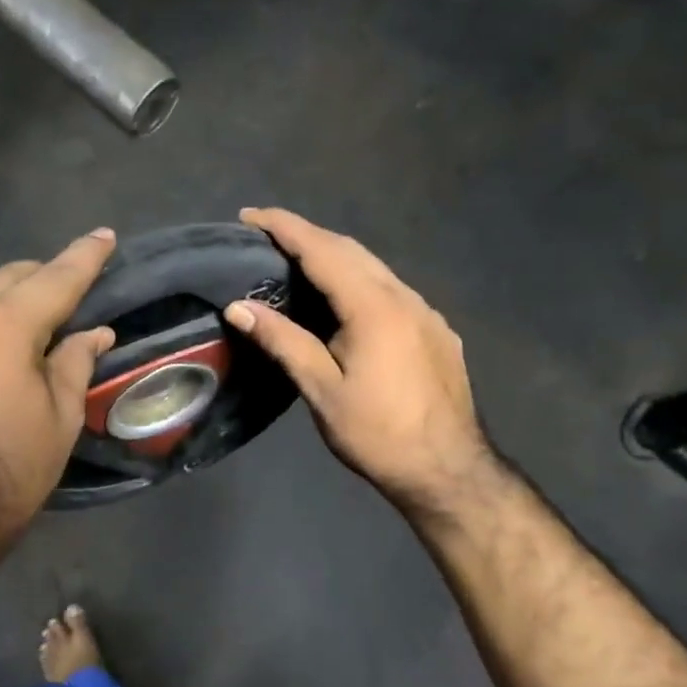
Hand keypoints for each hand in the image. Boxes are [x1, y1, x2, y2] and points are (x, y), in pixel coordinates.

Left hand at [0, 230, 116, 557]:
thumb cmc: (7, 471)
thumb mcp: (59, 419)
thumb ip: (75, 362)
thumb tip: (95, 331)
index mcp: (3, 324)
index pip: (56, 278)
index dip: (84, 256)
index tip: (103, 236)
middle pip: (1, 282)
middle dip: (32, 286)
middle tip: (52, 304)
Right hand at [225, 208, 497, 521]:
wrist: (449, 470)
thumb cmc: (377, 433)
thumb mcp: (321, 389)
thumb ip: (282, 341)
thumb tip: (238, 307)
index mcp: (373, 307)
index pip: (322, 250)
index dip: (284, 228)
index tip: (250, 215)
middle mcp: (404, 297)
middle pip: (351, 250)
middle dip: (308, 235)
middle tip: (268, 236)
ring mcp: (427, 313)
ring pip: (375, 269)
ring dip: (336, 256)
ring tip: (299, 263)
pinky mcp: (438, 331)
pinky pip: (392, 291)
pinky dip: (360, 281)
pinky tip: (347, 301)